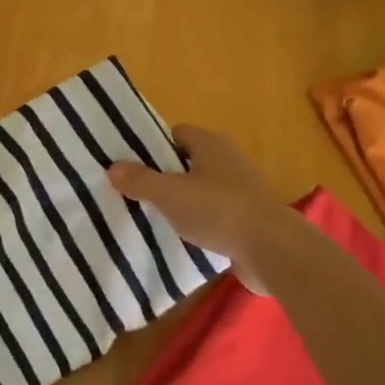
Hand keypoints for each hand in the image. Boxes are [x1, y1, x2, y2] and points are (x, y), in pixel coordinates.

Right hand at [108, 125, 298, 294]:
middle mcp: (227, 160)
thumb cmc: (218, 210)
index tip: (130, 165)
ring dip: (179, 201)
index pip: (176, 134)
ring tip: (151, 216)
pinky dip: (196, 221)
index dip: (152, 147)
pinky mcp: (246, 217)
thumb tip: (113, 168)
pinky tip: (179, 236)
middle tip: (134, 192)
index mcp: (211, 144)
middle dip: (162, 175)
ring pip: (199, 189)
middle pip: (186, 162)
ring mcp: (240, 190)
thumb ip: (140, 180)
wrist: (272, 249)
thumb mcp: (169, 194)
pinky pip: (212, 213)